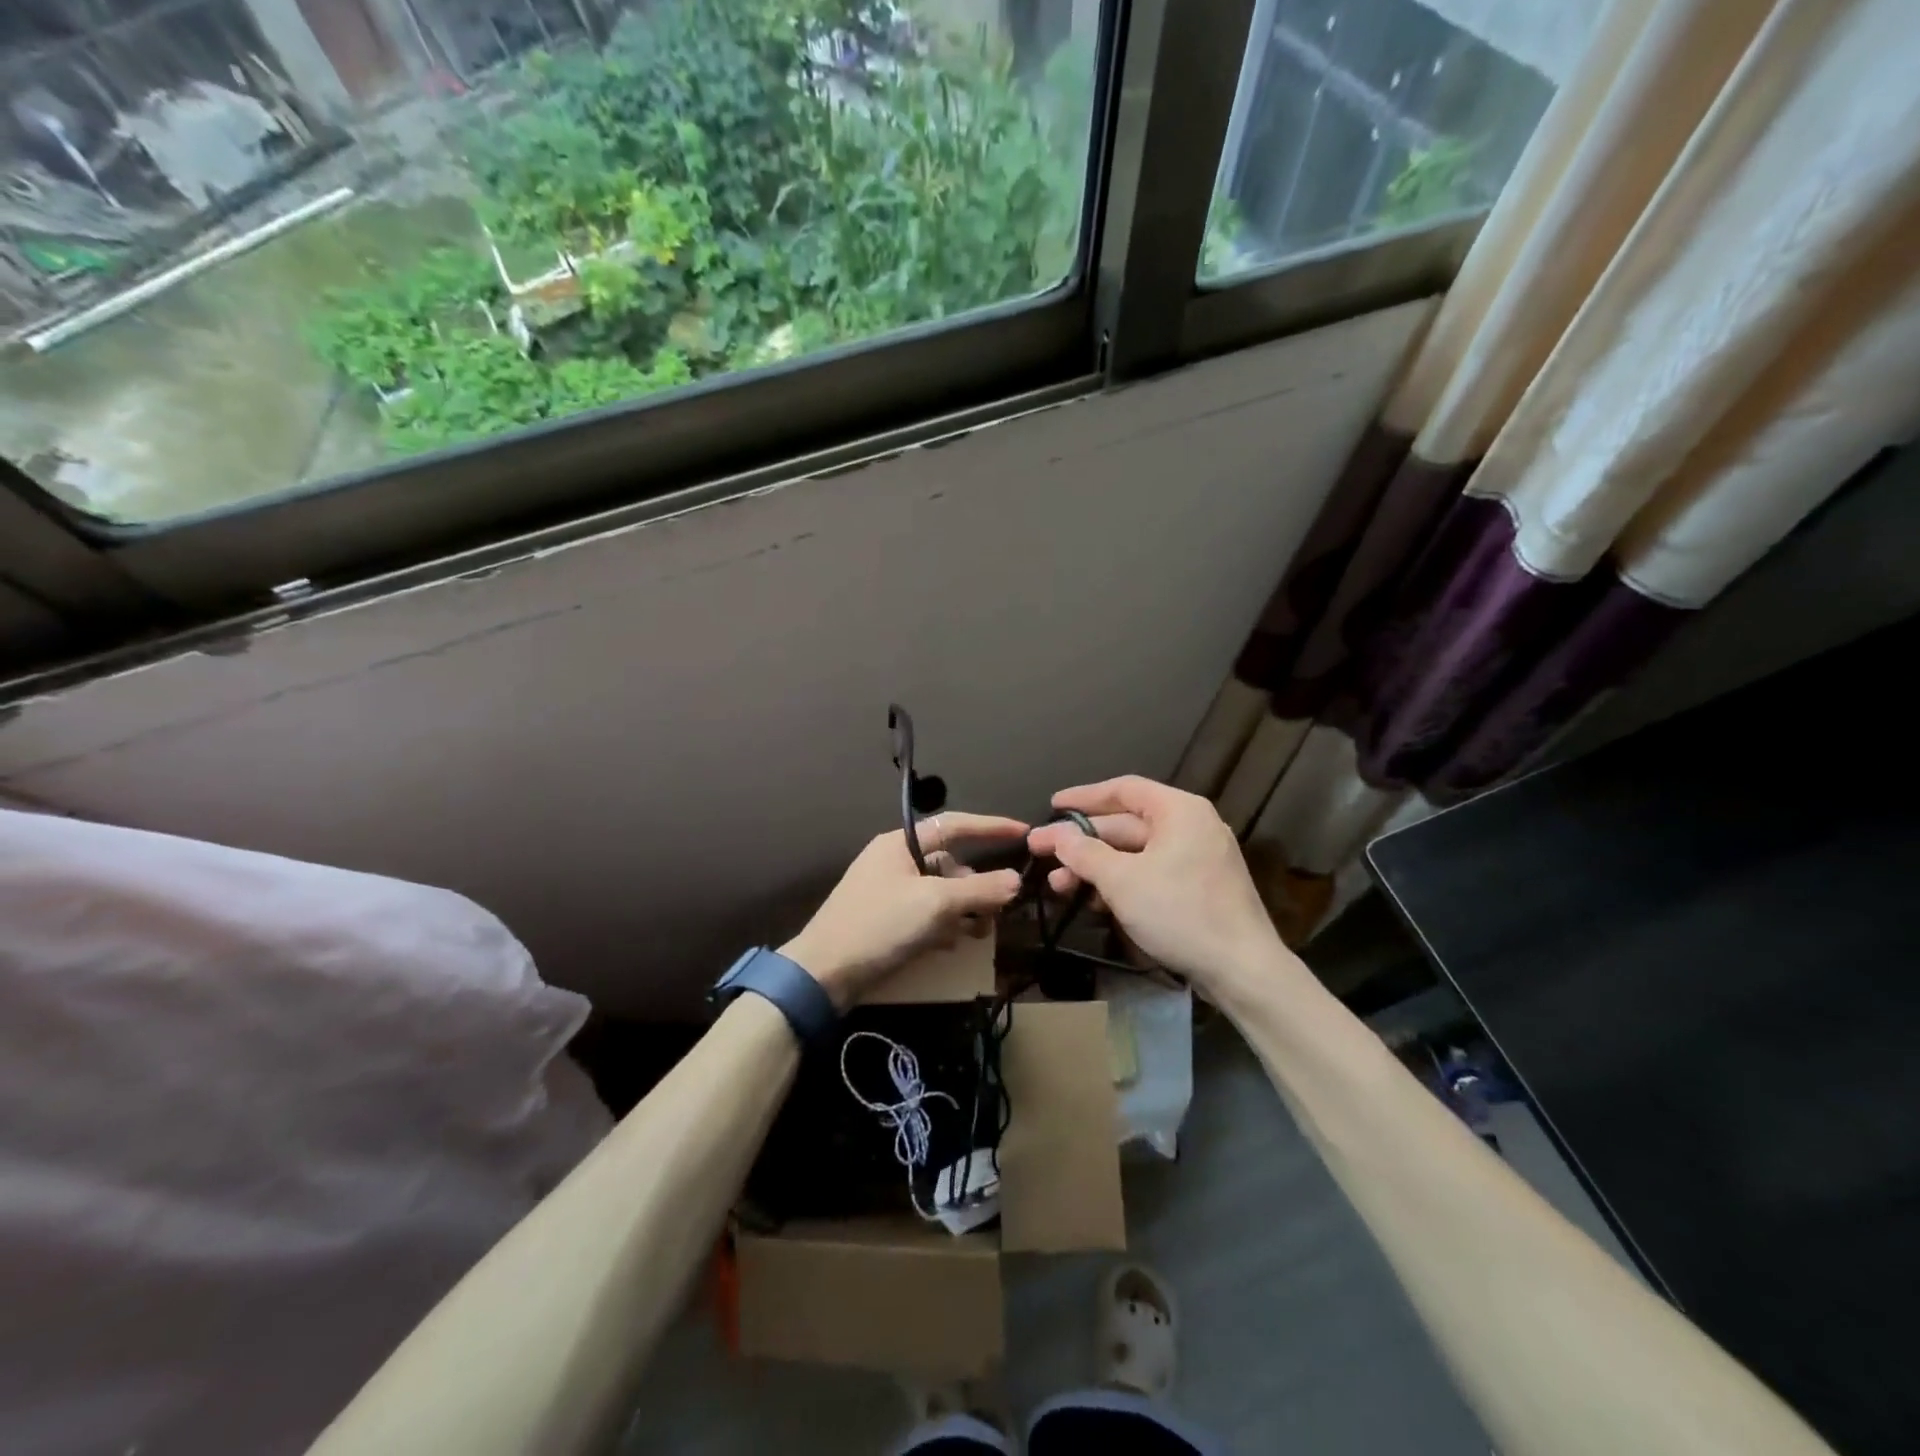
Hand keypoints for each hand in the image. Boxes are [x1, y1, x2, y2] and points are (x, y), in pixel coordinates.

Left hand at [781, 813, 1026, 1007]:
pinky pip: (926, 915)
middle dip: (977, 886)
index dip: (991, 826)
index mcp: (900, 844)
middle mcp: (895, 861)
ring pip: (941, 893)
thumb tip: (1016, 880)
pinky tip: (951, 945)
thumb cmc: (880, 925)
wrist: (823, 974)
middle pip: (950, 864)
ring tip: (978, 933)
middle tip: (997, 911)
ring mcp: (889, 892)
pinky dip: (944, 926)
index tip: (1024, 832)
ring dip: (963, 910)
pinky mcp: (886, 921)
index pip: (954, 825)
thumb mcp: (935, 904)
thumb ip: (979, 889)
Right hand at [1026, 776, 1294, 995]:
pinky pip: (1151, 874)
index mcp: (1179, 811)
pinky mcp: (1198, 889)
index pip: (1123, 789)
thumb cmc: (1180, 912)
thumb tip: (1056, 835)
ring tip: (1059, 886)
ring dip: (1096, 867)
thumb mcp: (1122, 881)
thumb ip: (1084, 853)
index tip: (1052, 806)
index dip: (1084, 797)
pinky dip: (1121, 883)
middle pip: (1125, 824)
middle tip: (1041, 853)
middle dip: (1082, 842)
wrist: (1243, 970)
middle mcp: (1191, 826)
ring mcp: (1197, 859)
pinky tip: (1094, 901)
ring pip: (1135, 853)